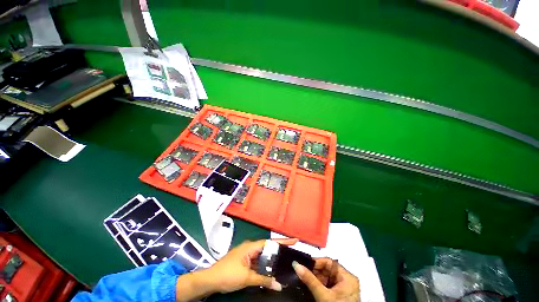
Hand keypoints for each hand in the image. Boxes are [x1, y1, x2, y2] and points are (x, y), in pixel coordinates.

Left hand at [205, 238, 297, 292]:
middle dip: (279, 250)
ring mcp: (247, 255)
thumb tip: (278, 285)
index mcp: (251, 247)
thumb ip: (263, 280)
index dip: (282, 241)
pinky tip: (271, 271)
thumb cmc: (228, 274)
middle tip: (291, 253)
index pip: (270, 242)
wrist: (211, 280)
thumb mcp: (246, 278)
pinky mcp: (245, 261)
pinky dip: (265, 266)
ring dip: (272, 260)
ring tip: (284, 262)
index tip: (294, 240)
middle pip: (268, 248)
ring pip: (263, 256)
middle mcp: (250, 248)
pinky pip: (258, 262)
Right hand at [293, 258, 359, 301]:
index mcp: (348, 277)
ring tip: (305, 279)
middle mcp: (347, 280)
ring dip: (315, 278)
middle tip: (302, 272)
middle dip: (314, 271)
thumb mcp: (323, 295)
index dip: (316, 262)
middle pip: (327, 269)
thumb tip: (296, 264)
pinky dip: (319, 285)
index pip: (329, 262)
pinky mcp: (340, 296)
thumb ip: (310, 280)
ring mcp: (344, 289)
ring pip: (326, 278)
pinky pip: (327, 285)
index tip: (304, 264)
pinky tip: (311, 287)